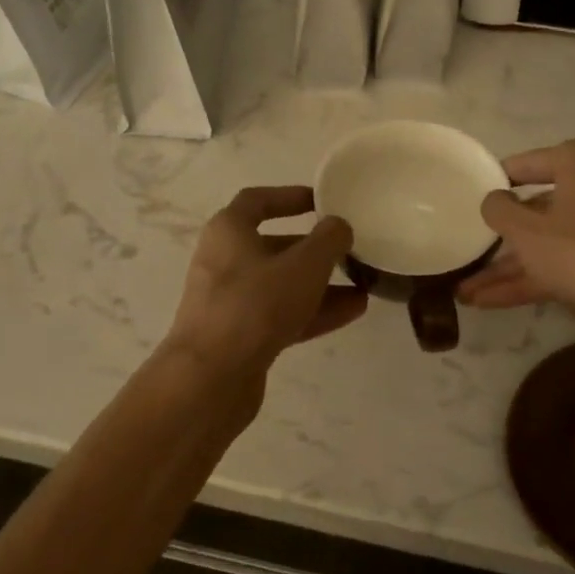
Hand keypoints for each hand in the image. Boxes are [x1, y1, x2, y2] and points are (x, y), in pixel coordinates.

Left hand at [164, 187, 367, 377]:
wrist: (211, 377)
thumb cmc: (255, 305)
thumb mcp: (304, 265)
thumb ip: (328, 240)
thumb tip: (339, 226)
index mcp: (229, 231)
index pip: (257, 201)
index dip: (290, 196)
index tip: (322, 202)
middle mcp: (224, 262)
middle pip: (274, 246)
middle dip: (314, 248)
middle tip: (349, 249)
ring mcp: (231, 302)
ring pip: (282, 285)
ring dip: (321, 284)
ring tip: (363, 284)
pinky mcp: (240, 337)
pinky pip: (282, 315)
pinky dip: (314, 311)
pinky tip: (353, 312)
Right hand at [458, 140, 574, 350]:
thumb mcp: (526, 230)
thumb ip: (500, 210)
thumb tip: (494, 199)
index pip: (529, 163)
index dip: (498, 180)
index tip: (471, 195)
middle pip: (539, 208)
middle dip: (501, 238)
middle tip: (469, 248)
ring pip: (550, 243)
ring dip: (508, 268)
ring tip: (466, 290)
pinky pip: (564, 265)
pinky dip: (531, 280)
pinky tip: (489, 302)